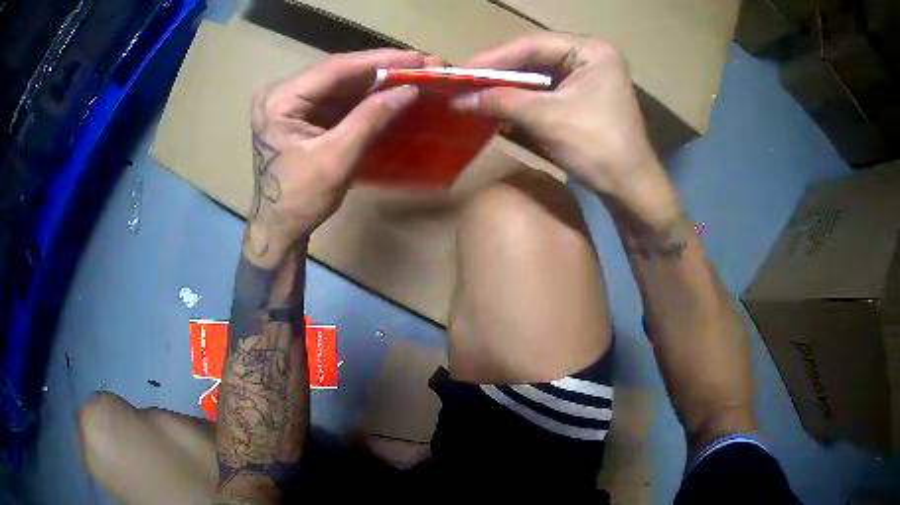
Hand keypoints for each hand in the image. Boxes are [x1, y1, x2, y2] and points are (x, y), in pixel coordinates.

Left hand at [246, 49, 430, 265]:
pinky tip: (391, 91)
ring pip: (341, 83)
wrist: (279, 226)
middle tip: (422, 65)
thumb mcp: (335, 159)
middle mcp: (282, 92)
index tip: (416, 57)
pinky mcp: (302, 112)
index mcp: (279, 100)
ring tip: (414, 75)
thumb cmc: (299, 199)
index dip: (378, 61)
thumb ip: (370, 120)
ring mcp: (291, 101)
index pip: (334, 69)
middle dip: (381, 69)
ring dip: (377, 81)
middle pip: (338, 72)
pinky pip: (338, 98)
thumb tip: (409, 90)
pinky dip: (365, 96)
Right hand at [453, 33, 679, 228]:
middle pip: (535, 57)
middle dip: (499, 72)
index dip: (494, 57)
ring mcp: (587, 78)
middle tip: (464, 80)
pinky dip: (521, 99)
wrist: (630, 190)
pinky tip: (497, 104)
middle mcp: (590, 57)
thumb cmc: (597, 148)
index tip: (461, 70)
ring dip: (507, 86)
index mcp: (592, 51)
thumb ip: (502, 101)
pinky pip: (545, 92)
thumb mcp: (547, 119)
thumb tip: (458, 99)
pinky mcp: (582, 98)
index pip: (534, 45)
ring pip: (537, 75)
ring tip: (473, 92)